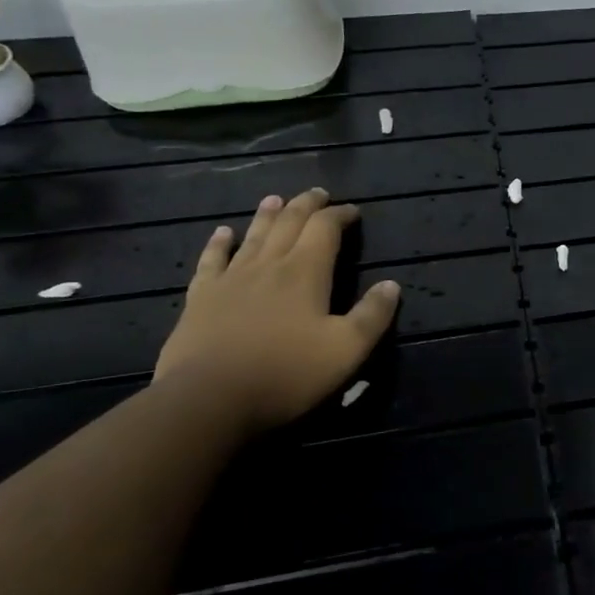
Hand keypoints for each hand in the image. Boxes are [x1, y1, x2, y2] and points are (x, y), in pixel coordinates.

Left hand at [154, 189, 399, 431]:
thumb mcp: (346, 350)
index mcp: (306, 272)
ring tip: (276, 199)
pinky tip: (223, 233)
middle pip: (289, 223)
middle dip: (306, 205)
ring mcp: (231, 279)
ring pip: (253, 236)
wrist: (208, 400)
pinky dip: (219, 243)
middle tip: (318, 193)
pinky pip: (211, 261)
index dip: (340, 215)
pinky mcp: (201, 299)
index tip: (353, 211)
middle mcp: (269, 265)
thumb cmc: (286, 374)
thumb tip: (392, 285)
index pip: (325, 229)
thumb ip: (373, 315)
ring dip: (268, 215)